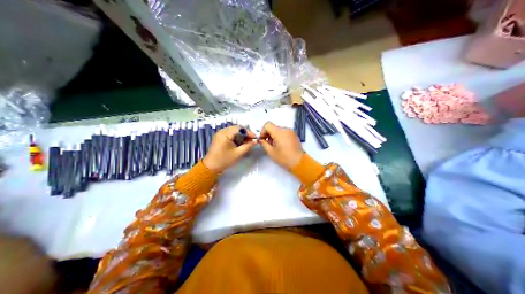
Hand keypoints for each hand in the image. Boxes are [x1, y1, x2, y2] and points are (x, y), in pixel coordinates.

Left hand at [202, 125, 257, 173]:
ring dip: (241, 135)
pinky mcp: (220, 137)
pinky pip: (230, 134)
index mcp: (225, 134)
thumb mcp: (238, 153)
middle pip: (237, 128)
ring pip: (234, 131)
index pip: (240, 128)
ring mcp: (220, 134)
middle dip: (245, 134)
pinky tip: (240, 143)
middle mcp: (222, 131)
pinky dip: (236, 137)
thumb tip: (255, 141)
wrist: (211, 167)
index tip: (256, 138)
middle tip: (252, 140)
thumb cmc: (224, 160)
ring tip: (247, 142)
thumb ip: (248, 146)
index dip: (249, 132)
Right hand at [258, 120, 303, 169]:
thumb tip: (261, 140)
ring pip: (278, 129)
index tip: (263, 139)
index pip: (268, 125)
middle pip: (273, 127)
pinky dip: (280, 136)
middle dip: (268, 134)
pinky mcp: (294, 135)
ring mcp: (291, 131)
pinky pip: (284, 132)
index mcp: (279, 132)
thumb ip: (264, 143)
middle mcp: (285, 129)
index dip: (263, 131)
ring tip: (274, 145)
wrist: (299, 162)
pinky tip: (281, 145)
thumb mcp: (271, 152)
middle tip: (268, 144)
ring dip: (274, 135)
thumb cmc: (284, 158)